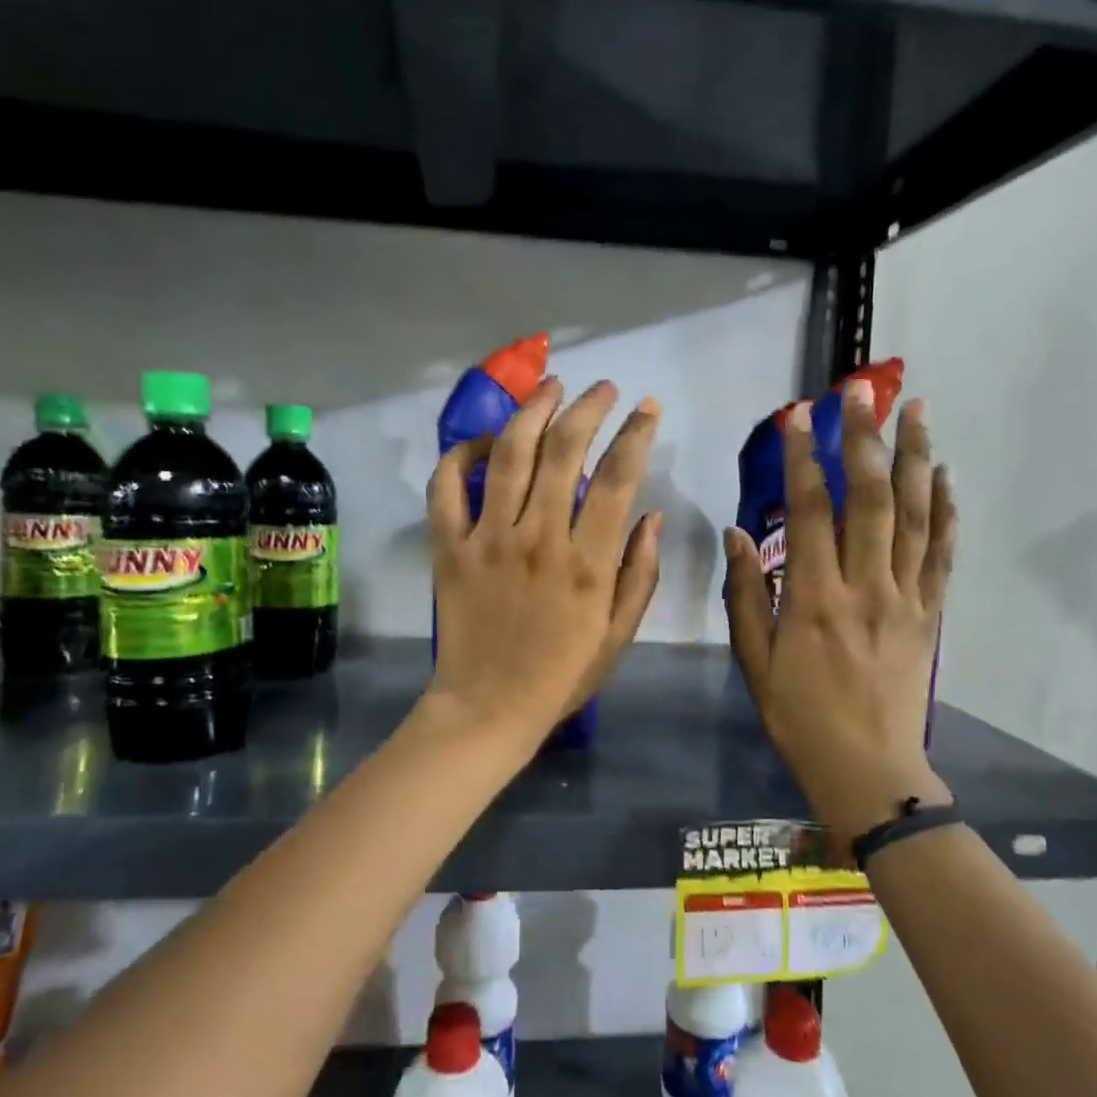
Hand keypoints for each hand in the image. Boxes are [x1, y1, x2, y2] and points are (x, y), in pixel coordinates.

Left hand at [427, 376, 662, 752]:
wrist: (488, 709)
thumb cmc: (561, 676)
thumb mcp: (619, 635)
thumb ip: (639, 573)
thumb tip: (651, 516)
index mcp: (587, 562)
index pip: (617, 477)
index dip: (636, 433)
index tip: (648, 408)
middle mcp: (538, 538)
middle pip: (563, 449)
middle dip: (587, 407)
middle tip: (602, 388)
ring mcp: (487, 538)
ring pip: (509, 454)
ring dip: (532, 411)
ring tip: (550, 386)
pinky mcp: (449, 547)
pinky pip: (446, 488)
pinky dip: (459, 456)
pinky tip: (481, 441)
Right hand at [724, 381, 956, 838]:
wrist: (868, 770)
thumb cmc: (799, 718)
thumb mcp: (754, 663)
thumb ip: (745, 595)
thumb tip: (735, 533)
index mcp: (814, 600)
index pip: (810, 513)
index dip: (802, 459)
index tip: (797, 416)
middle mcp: (865, 588)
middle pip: (869, 499)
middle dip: (863, 439)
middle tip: (860, 391)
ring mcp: (906, 598)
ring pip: (914, 515)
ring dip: (915, 457)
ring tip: (916, 408)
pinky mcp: (931, 614)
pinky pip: (942, 553)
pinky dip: (946, 510)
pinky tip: (944, 474)